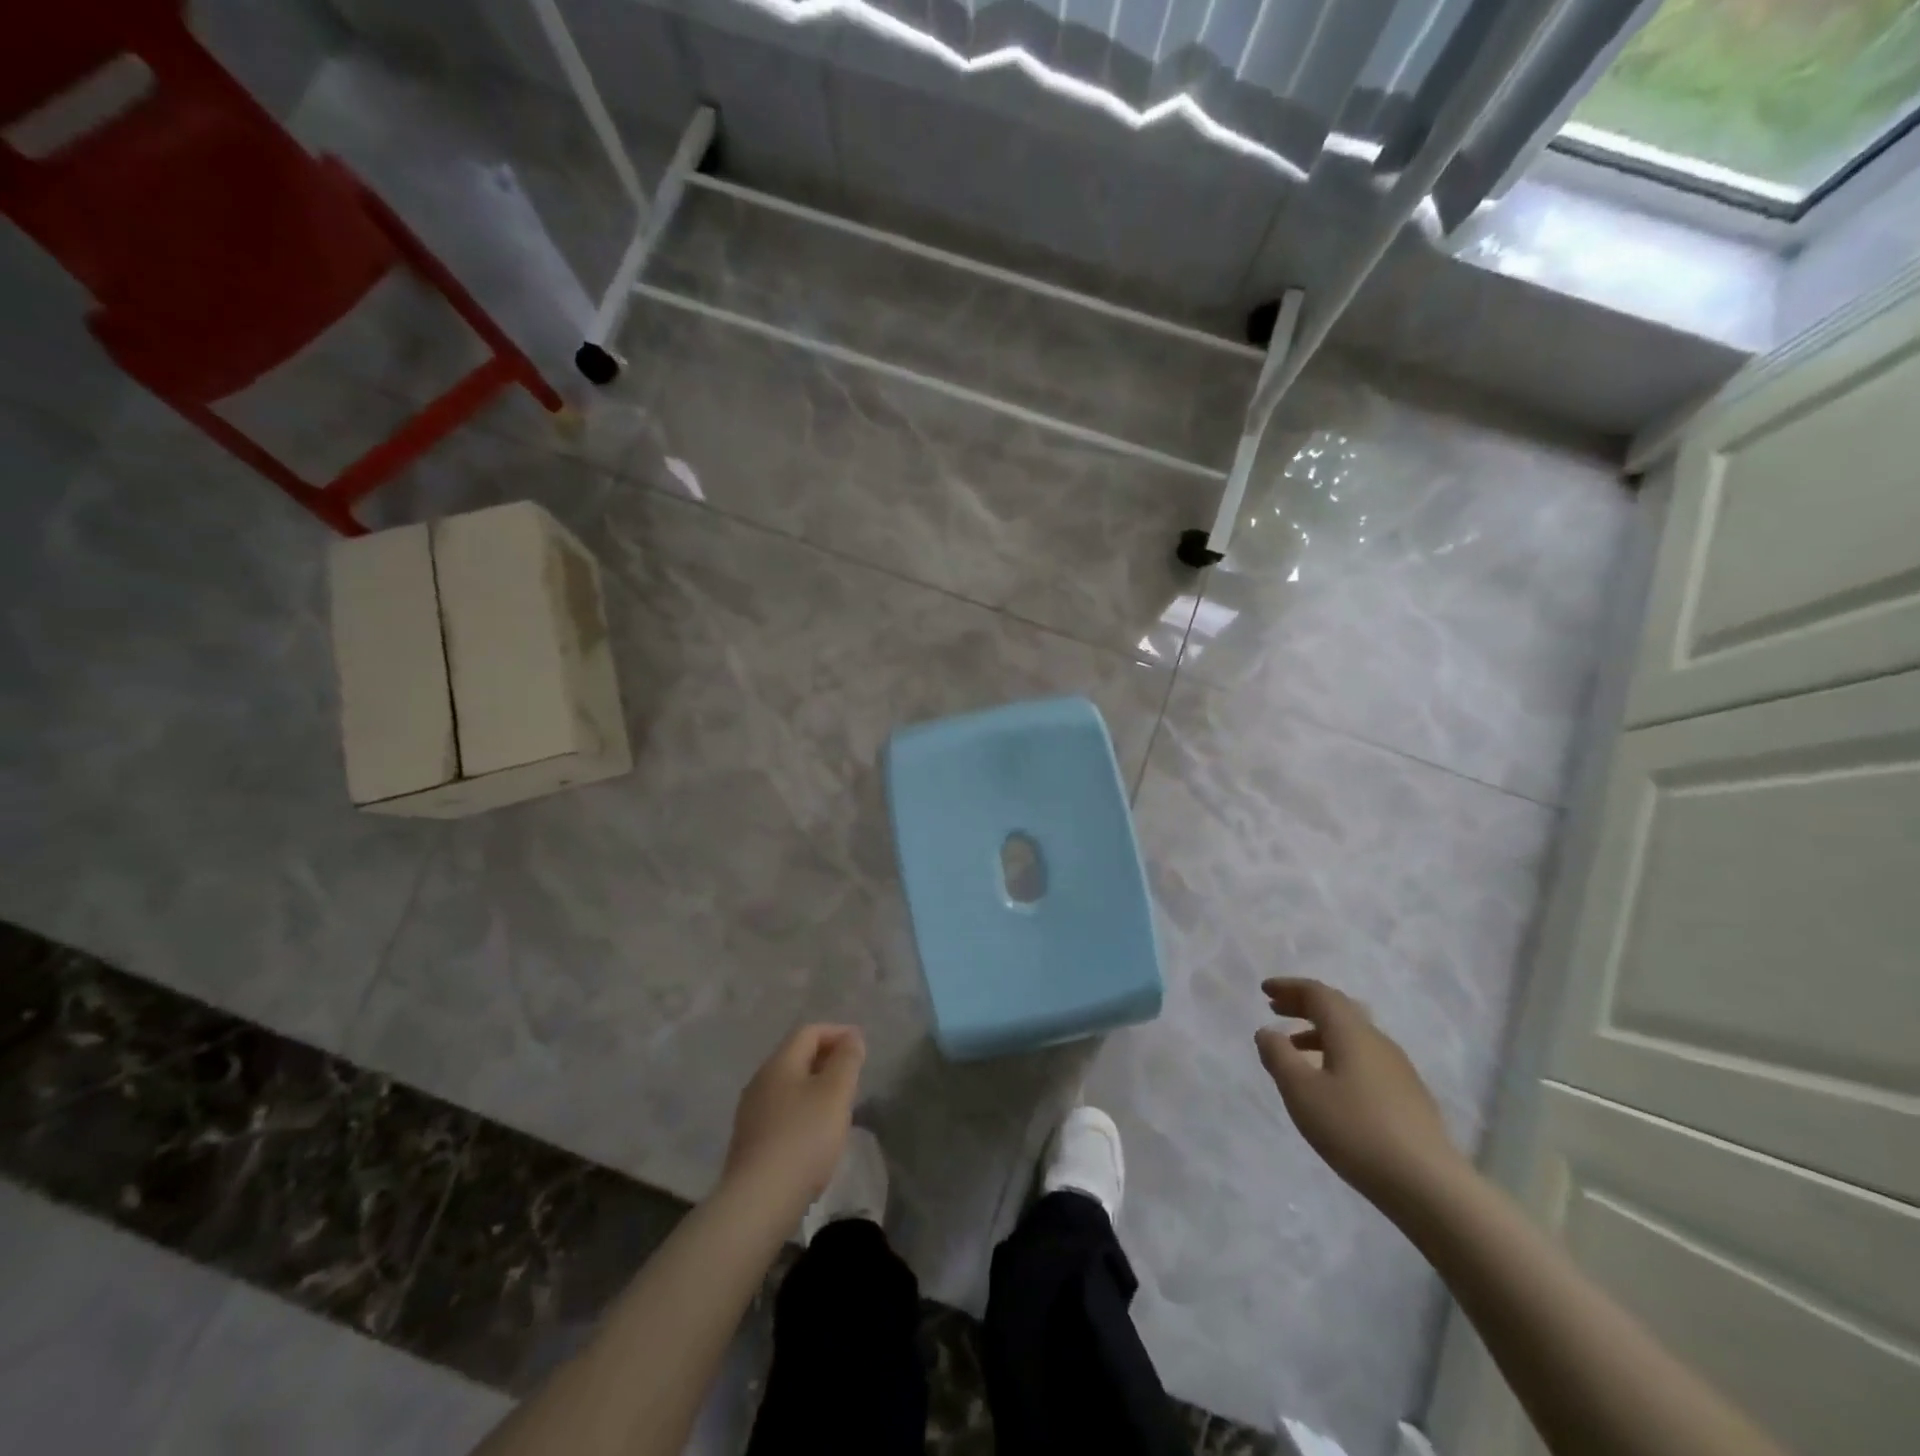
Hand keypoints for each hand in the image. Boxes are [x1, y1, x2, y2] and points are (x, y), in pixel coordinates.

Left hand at [721, 1024, 865, 1214]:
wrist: (758, 1202)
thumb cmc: (803, 1138)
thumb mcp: (835, 1093)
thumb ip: (847, 1060)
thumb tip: (852, 1037)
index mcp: (779, 1063)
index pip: (809, 1032)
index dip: (837, 1033)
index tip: (861, 1047)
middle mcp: (760, 1081)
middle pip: (796, 1057)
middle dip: (827, 1059)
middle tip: (853, 1075)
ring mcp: (751, 1113)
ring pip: (789, 1086)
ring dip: (815, 1086)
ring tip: (839, 1105)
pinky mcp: (750, 1141)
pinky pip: (781, 1111)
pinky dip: (803, 1110)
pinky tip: (815, 1133)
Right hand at [1255, 978, 1467, 1210]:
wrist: (1428, 1185)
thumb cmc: (1354, 1130)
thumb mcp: (1301, 1091)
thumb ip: (1278, 1056)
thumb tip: (1267, 1032)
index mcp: (1350, 1032)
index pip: (1318, 993)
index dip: (1289, 987)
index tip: (1264, 990)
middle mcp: (1376, 1040)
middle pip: (1337, 1008)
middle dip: (1304, 1005)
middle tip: (1275, 1009)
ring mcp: (1397, 1068)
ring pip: (1353, 1034)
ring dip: (1320, 1031)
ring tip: (1295, 1048)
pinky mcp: (1408, 1095)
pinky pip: (1365, 1057)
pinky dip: (1339, 1053)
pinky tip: (1331, 1082)